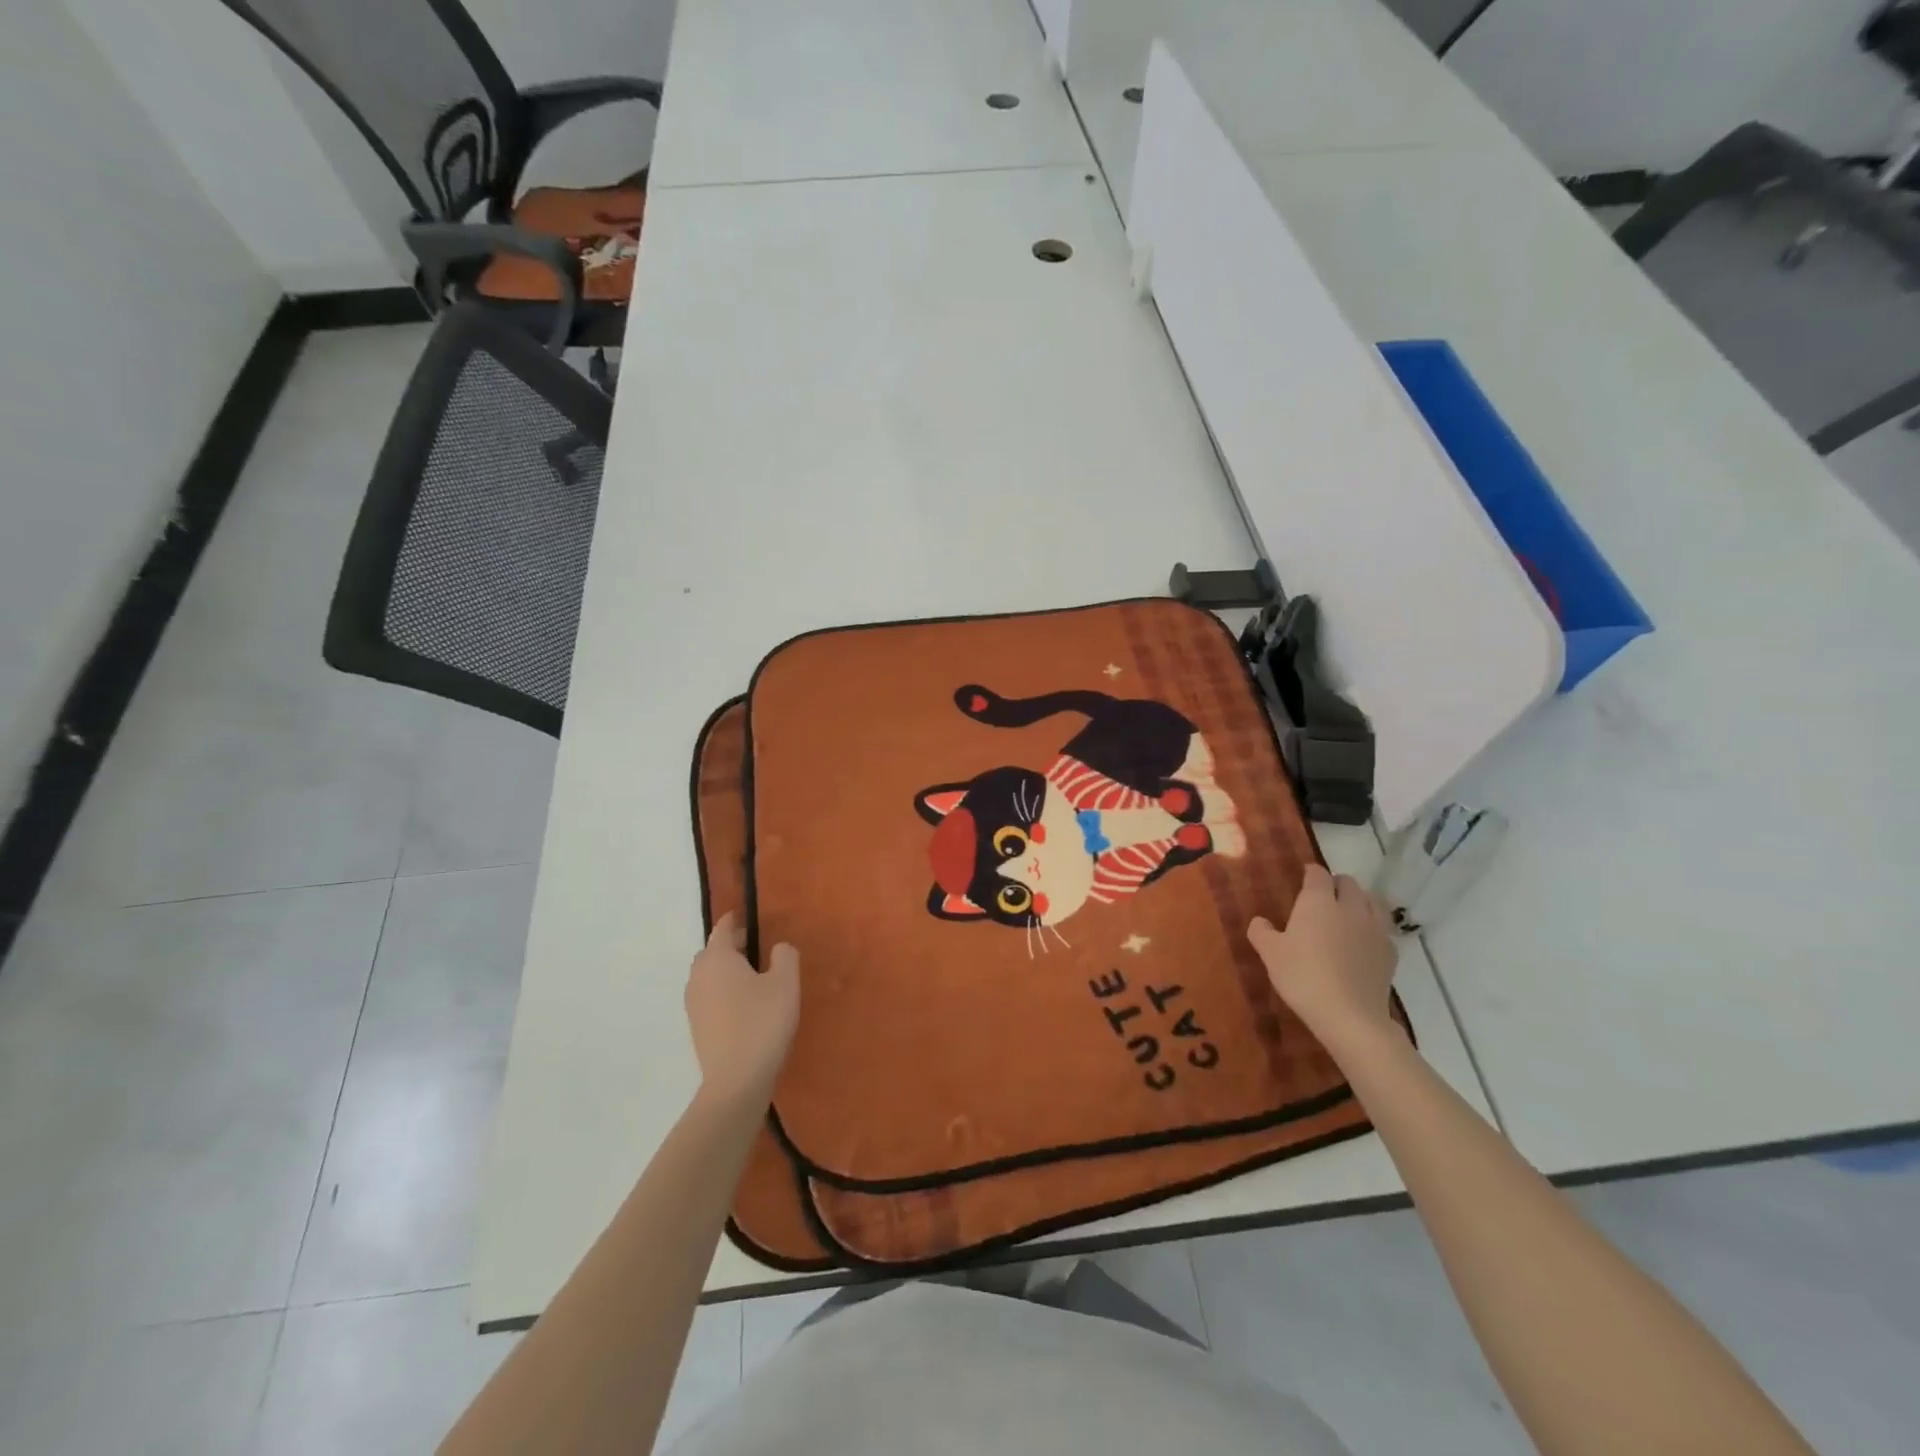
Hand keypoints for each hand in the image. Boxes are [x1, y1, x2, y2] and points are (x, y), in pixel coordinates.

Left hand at [685, 914, 799, 1107]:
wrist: (737, 1081)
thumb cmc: (762, 1022)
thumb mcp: (786, 983)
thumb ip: (784, 955)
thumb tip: (777, 948)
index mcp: (717, 958)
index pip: (723, 927)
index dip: (736, 919)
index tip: (749, 916)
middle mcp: (699, 976)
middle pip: (713, 951)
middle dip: (731, 945)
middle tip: (757, 948)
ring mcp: (694, 1003)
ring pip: (709, 975)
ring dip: (726, 970)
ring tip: (753, 978)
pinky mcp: (696, 1026)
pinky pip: (709, 996)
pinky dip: (723, 991)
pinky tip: (744, 1005)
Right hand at [1248, 864, 1397, 1049]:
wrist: (1350, 1016)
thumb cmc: (1303, 977)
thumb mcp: (1270, 954)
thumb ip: (1261, 932)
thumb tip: (1260, 921)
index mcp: (1319, 902)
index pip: (1318, 874)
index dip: (1310, 873)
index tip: (1303, 878)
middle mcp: (1350, 908)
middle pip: (1349, 883)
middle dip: (1337, 884)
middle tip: (1323, 898)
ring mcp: (1375, 930)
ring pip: (1372, 902)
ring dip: (1360, 902)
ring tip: (1347, 916)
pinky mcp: (1390, 953)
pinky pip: (1382, 930)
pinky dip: (1372, 929)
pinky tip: (1362, 944)